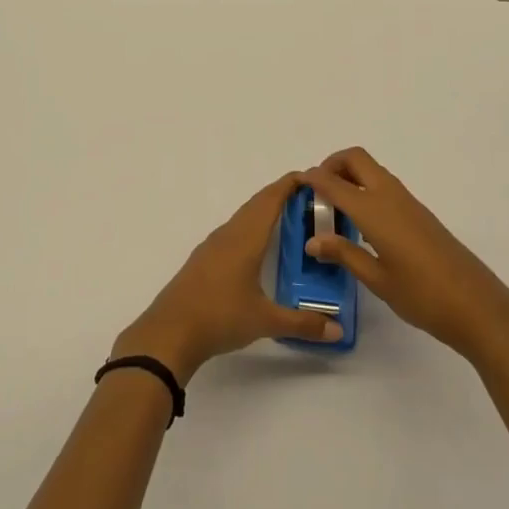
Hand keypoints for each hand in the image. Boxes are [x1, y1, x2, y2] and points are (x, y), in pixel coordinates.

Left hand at [112, 173, 342, 382]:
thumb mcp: (265, 321)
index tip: (312, 176)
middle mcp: (229, 233)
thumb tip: (338, 330)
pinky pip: (233, 230)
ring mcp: (213, 245)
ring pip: (243, 216)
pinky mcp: (203, 259)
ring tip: (287, 216)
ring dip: (264, 209)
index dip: (290, 185)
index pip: (271, 200)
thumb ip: (303, 324)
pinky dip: (251, 225)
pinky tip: (256, 244)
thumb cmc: (220, 317)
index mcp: (246, 238)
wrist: (169, 332)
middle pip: (257, 203)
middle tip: (308, 196)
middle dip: (281, 194)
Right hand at [301, 147, 508, 363]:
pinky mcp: (419, 213)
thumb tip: (313, 240)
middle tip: (317, 191)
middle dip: (332, 164)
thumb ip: (344, 254)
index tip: (295, 183)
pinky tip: (361, 222)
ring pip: (372, 170)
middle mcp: (390, 196)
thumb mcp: (377, 279)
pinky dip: (365, 189)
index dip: (312, 178)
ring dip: (350, 175)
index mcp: (375, 210)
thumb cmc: (423, 296)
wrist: (478, 306)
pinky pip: (384, 186)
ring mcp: (408, 202)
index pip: (334, 183)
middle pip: (356, 158)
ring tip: (334, 208)